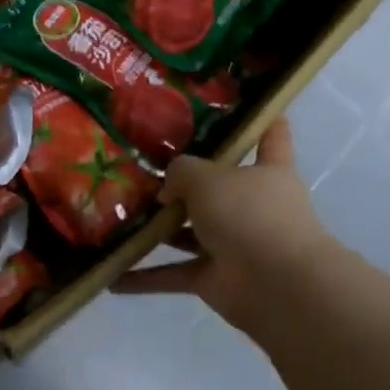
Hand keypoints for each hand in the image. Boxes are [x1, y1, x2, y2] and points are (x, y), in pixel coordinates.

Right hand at [115, 118, 333, 336]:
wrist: (277, 284)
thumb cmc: (250, 215)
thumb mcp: (208, 178)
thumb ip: (182, 172)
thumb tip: (169, 187)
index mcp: (267, 170)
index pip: (270, 135)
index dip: (258, 117)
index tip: (232, 105)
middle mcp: (252, 205)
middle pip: (216, 187)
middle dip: (182, 183)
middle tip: (140, 168)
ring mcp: (234, 244)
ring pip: (189, 232)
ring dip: (157, 231)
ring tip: (118, 217)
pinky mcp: (215, 278)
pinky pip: (174, 274)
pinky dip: (146, 278)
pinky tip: (113, 277)